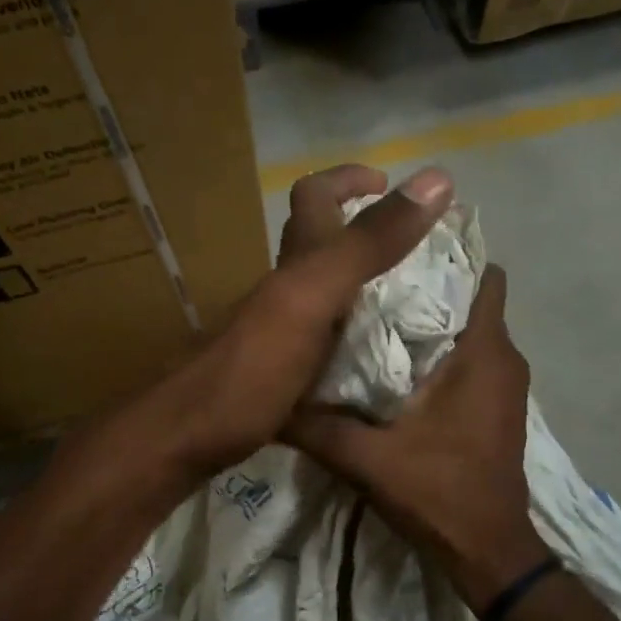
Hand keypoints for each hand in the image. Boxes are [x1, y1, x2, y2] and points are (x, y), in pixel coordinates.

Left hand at [165, 163, 452, 473]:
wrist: (185, 440)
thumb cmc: (250, 368)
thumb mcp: (313, 297)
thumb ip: (368, 245)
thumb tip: (435, 180)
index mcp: (294, 266)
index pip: (315, 198)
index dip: (349, 180)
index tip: (390, 183)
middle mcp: (284, 292)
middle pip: (321, 246)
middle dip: (366, 236)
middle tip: (418, 253)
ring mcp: (279, 335)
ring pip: (324, 296)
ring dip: (365, 290)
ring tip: (413, 305)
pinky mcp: (280, 375)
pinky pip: (326, 343)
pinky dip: (356, 339)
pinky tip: (380, 361)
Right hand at [289, 266, 551, 610]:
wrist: (488, 551)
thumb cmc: (439, 493)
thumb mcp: (367, 459)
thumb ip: (317, 427)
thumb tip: (269, 399)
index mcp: (483, 353)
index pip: (480, 276)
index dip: (444, 255)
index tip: (396, 246)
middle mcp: (503, 359)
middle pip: (468, 299)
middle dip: (425, 284)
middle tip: (369, 276)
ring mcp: (503, 385)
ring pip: (468, 330)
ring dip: (429, 321)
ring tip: (373, 312)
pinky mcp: (496, 407)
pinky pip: (470, 359)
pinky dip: (440, 351)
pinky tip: (394, 362)